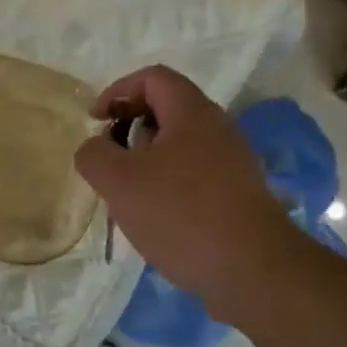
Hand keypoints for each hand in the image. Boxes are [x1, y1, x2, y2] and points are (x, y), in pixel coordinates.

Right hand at [74, 65, 292, 318]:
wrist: (252, 269)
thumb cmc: (180, 214)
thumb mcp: (119, 182)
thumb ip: (94, 155)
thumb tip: (94, 147)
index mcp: (192, 112)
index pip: (152, 78)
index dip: (117, 90)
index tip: (95, 121)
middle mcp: (218, 128)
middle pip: (167, 109)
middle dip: (130, 128)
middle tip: (109, 159)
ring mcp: (233, 162)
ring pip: (180, 145)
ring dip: (147, 160)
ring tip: (127, 193)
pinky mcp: (238, 194)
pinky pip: (195, 174)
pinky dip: (168, 184)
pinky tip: (156, 218)